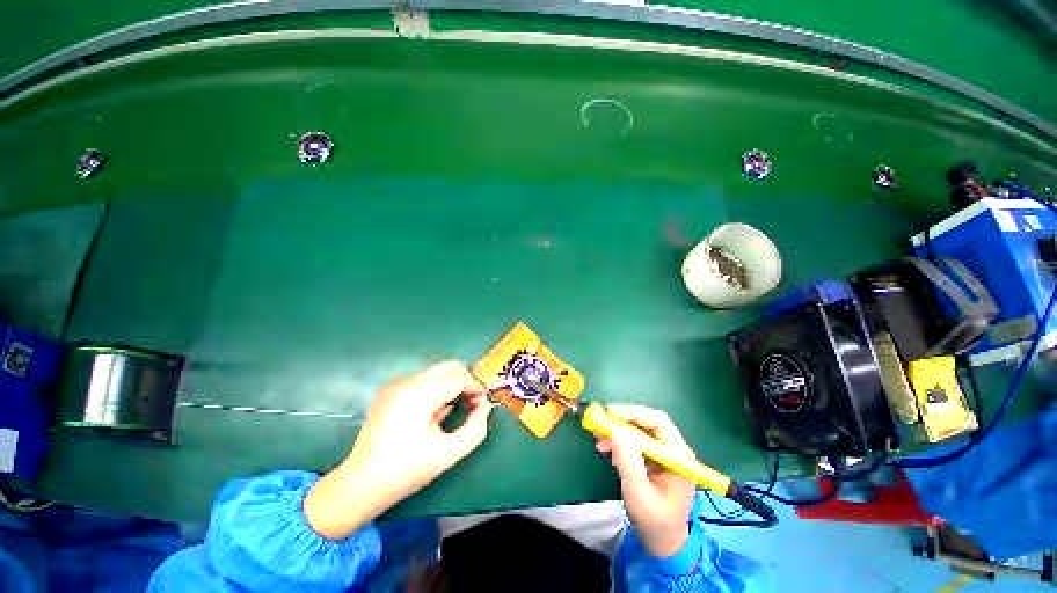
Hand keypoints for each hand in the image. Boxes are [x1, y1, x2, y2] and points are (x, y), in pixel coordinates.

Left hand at [305, 361, 493, 538]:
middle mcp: (406, 381)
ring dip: (451, 386)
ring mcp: (395, 383)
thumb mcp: (450, 453)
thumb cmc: (407, 471)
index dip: (476, 388)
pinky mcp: (389, 388)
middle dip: (466, 381)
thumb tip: (485, 405)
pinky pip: (422, 379)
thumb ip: (476, 428)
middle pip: (449, 366)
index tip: (481, 406)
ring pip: (437, 372)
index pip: (459, 377)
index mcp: (419, 395)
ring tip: (450, 411)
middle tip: (471, 404)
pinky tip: (431, 412)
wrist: (361, 484)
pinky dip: (435, 389)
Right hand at [595, 404, 695, 557]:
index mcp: (678, 456)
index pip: (659, 422)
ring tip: (598, 438)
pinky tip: (607, 449)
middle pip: (647, 422)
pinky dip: (619, 441)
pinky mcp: (652, 458)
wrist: (662, 542)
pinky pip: (634, 441)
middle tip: (601, 421)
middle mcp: (673, 449)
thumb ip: (628, 462)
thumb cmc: (654, 521)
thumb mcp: (639, 493)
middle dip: (622, 420)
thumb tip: (615, 431)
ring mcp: (662, 453)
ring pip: (639, 430)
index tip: (610, 413)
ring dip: (617, 430)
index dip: (634, 413)